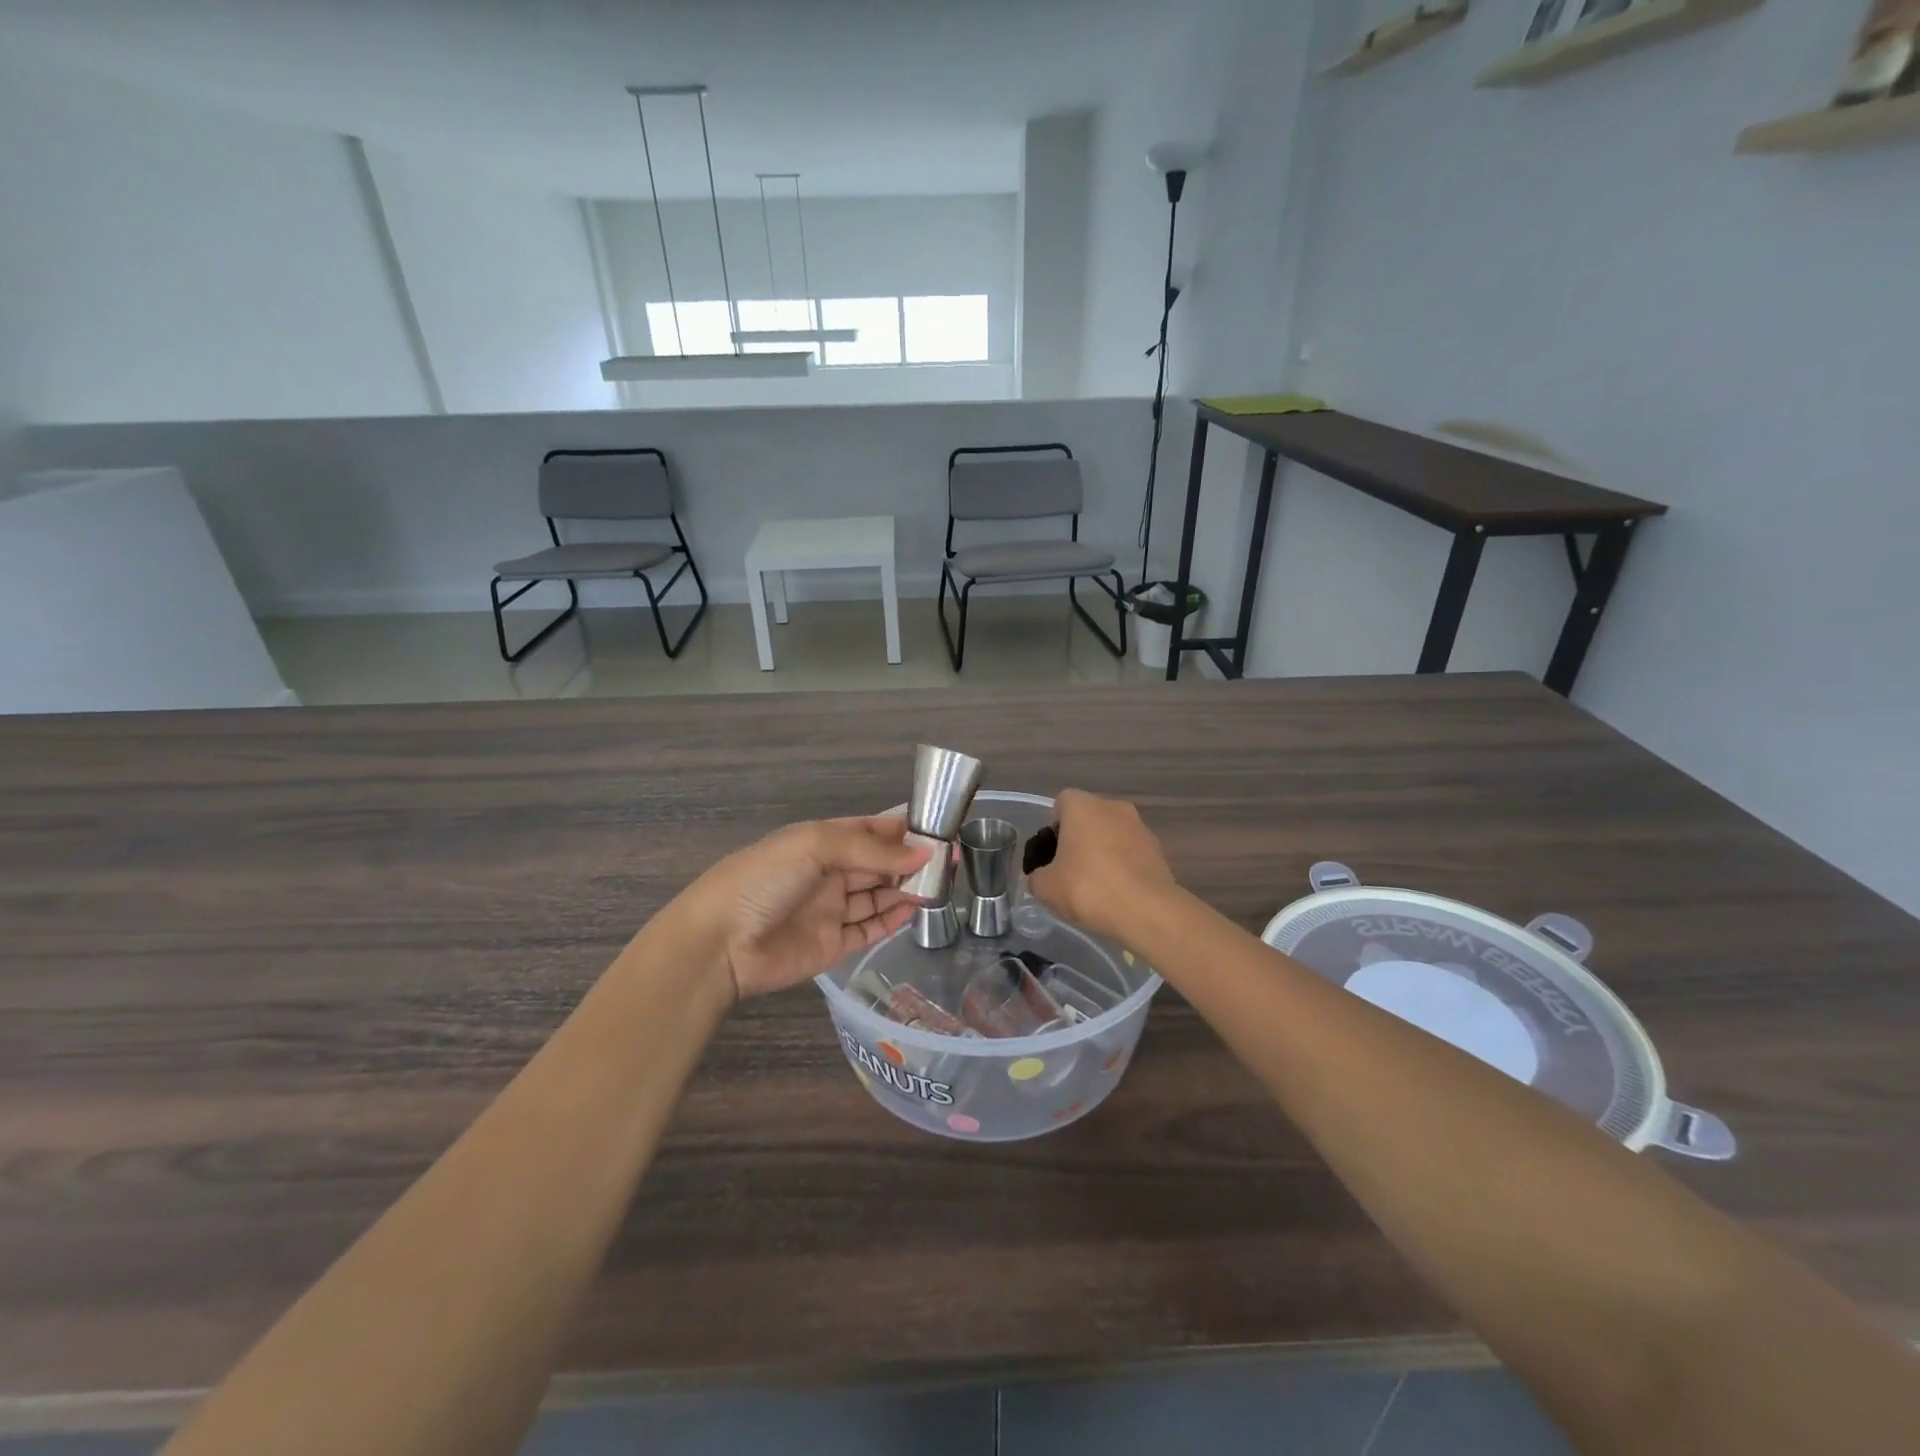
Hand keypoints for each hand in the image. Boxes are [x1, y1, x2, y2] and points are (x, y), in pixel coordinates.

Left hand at [678, 816, 929, 1000]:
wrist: (719, 943)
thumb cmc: (763, 880)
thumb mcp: (815, 847)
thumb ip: (872, 850)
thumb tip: (925, 852)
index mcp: (821, 842)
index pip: (870, 830)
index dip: (903, 829)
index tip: (940, 829)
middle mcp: (829, 873)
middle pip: (878, 863)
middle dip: (911, 860)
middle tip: (951, 860)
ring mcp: (831, 910)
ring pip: (878, 896)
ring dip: (906, 889)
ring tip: (940, 885)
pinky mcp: (832, 945)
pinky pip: (869, 929)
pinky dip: (892, 920)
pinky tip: (914, 910)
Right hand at [1026, 789, 1178, 942]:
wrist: (1146, 911)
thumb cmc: (1088, 888)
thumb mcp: (1046, 888)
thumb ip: (1036, 877)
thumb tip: (1039, 878)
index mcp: (1083, 806)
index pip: (1061, 804)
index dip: (1053, 828)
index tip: (1051, 855)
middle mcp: (1113, 807)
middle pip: (1088, 818)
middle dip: (1078, 840)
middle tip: (1069, 872)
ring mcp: (1140, 827)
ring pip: (1111, 834)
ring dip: (1102, 853)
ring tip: (1095, 887)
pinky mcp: (1158, 850)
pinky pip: (1131, 852)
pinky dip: (1122, 866)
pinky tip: (1117, 893)